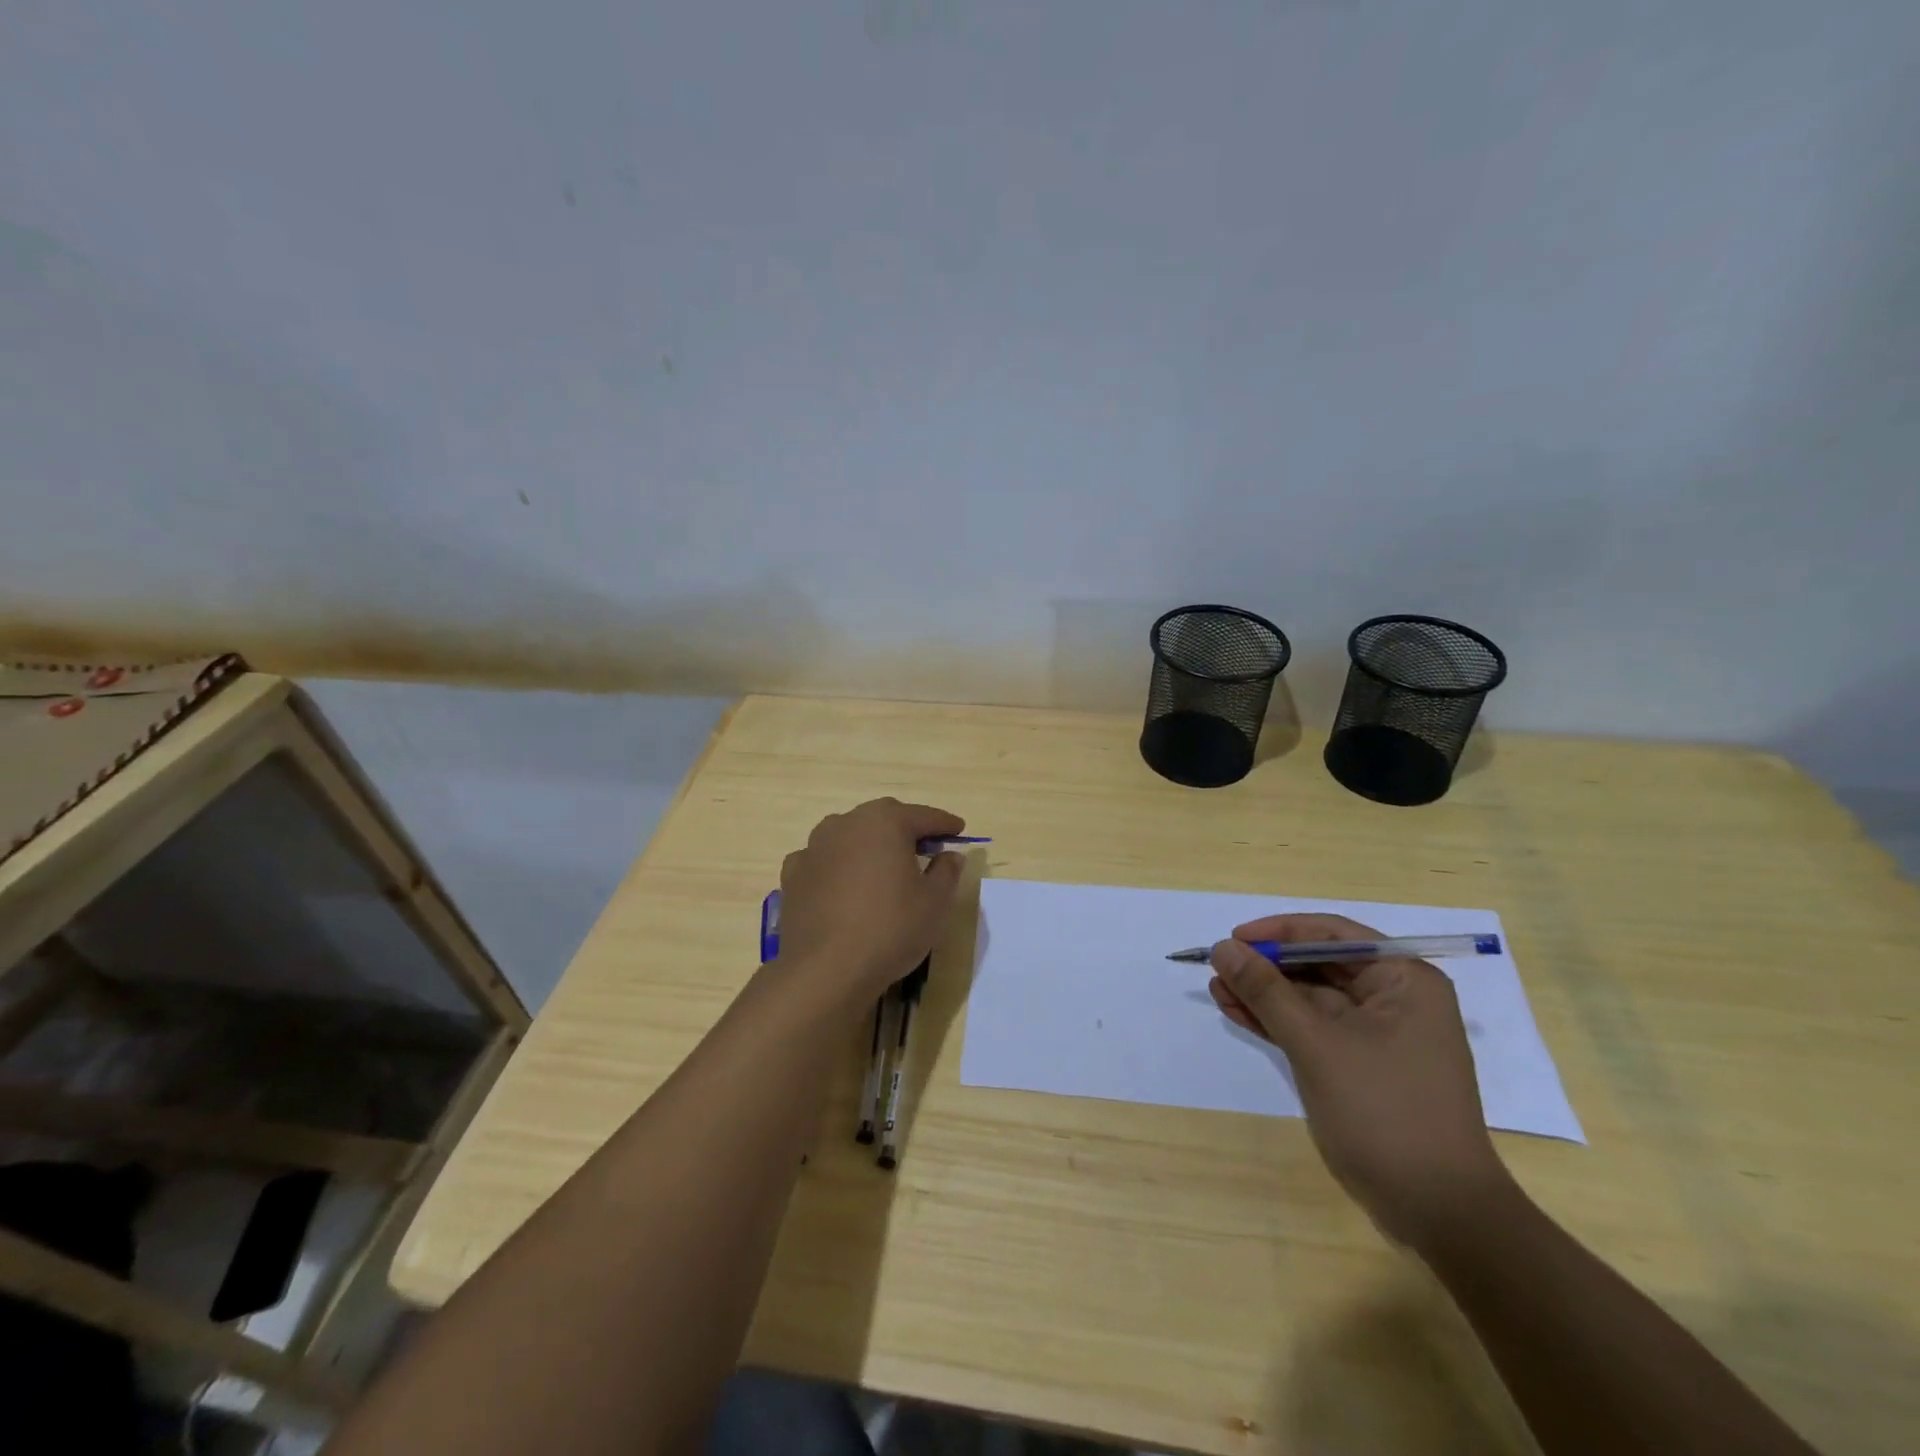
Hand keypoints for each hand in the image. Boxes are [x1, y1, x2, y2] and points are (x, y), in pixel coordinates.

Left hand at [777, 798, 966, 999]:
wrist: (825, 970)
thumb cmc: (891, 929)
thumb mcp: (935, 902)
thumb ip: (946, 871)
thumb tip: (949, 855)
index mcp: (885, 822)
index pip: (923, 816)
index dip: (944, 823)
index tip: (959, 830)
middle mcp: (846, 824)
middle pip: (883, 818)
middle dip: (905, 828)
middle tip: (925, 847)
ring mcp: (815, 847)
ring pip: (849, 835)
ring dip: (869, 844)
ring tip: (883, 865)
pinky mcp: (794, 874)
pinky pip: (823, 859)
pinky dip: (838, 865)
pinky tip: (844, 885)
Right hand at [1208, 913, 1513, 1247]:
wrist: (1438, 1211)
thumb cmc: (1384, 1111)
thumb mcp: (1316, 1043)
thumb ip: (1266, 991)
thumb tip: (1222, 947)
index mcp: (1403, 979)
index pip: (1332, 934)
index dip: (1279, 932)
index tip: (1234, 938)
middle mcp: (1395, 998)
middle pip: (1319, 964)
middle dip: (1267, 967)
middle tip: (1218, 968)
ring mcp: (1379, 1034)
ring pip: (1311, 997)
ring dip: (1265, 994)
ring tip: (1217, 990)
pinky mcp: (1362, 1065)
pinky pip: (1313, 1028)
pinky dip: (1277, 1022)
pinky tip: (1237, 1013)